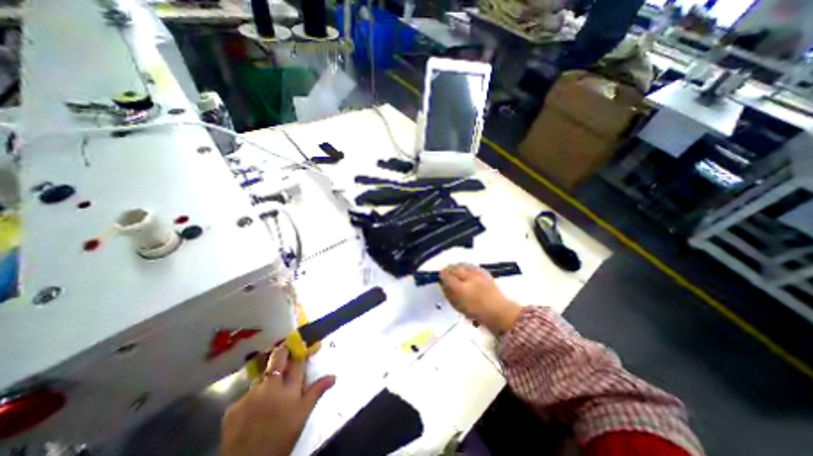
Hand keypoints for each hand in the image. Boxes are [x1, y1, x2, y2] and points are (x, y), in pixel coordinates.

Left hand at [220, 346, 335, 455]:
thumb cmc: (283, 437)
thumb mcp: (303, 415)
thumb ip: (316, 392)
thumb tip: (333, 376)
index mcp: (289, 388)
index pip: (297, 362)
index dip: (300, 354)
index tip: (301, 348)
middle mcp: (270, 386)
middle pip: (277, 359)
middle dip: (282, 352)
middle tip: (285, 351)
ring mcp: (250, 395)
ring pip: (261, 377)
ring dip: (267, 379)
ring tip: (269, 392)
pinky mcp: (233, 407)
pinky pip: (246, 395)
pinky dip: (252, 398)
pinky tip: (254, 410)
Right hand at [439, 263, 520, 334]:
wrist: (499, 312)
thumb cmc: (477, 313)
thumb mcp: (458, 306)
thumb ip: (449, 294)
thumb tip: (443, 284)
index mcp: (461, 289)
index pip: (447, 277)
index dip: (442, 275)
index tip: (440, 275)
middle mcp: (469, 279)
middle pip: (455, 268)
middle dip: (449, 269)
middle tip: (445, 271)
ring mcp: (478, 275)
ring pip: (463, 265)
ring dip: (457, 266)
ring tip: (454, 268)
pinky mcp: (485, 273)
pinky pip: (472, 266)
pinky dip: (466, 266)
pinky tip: (465, 268)